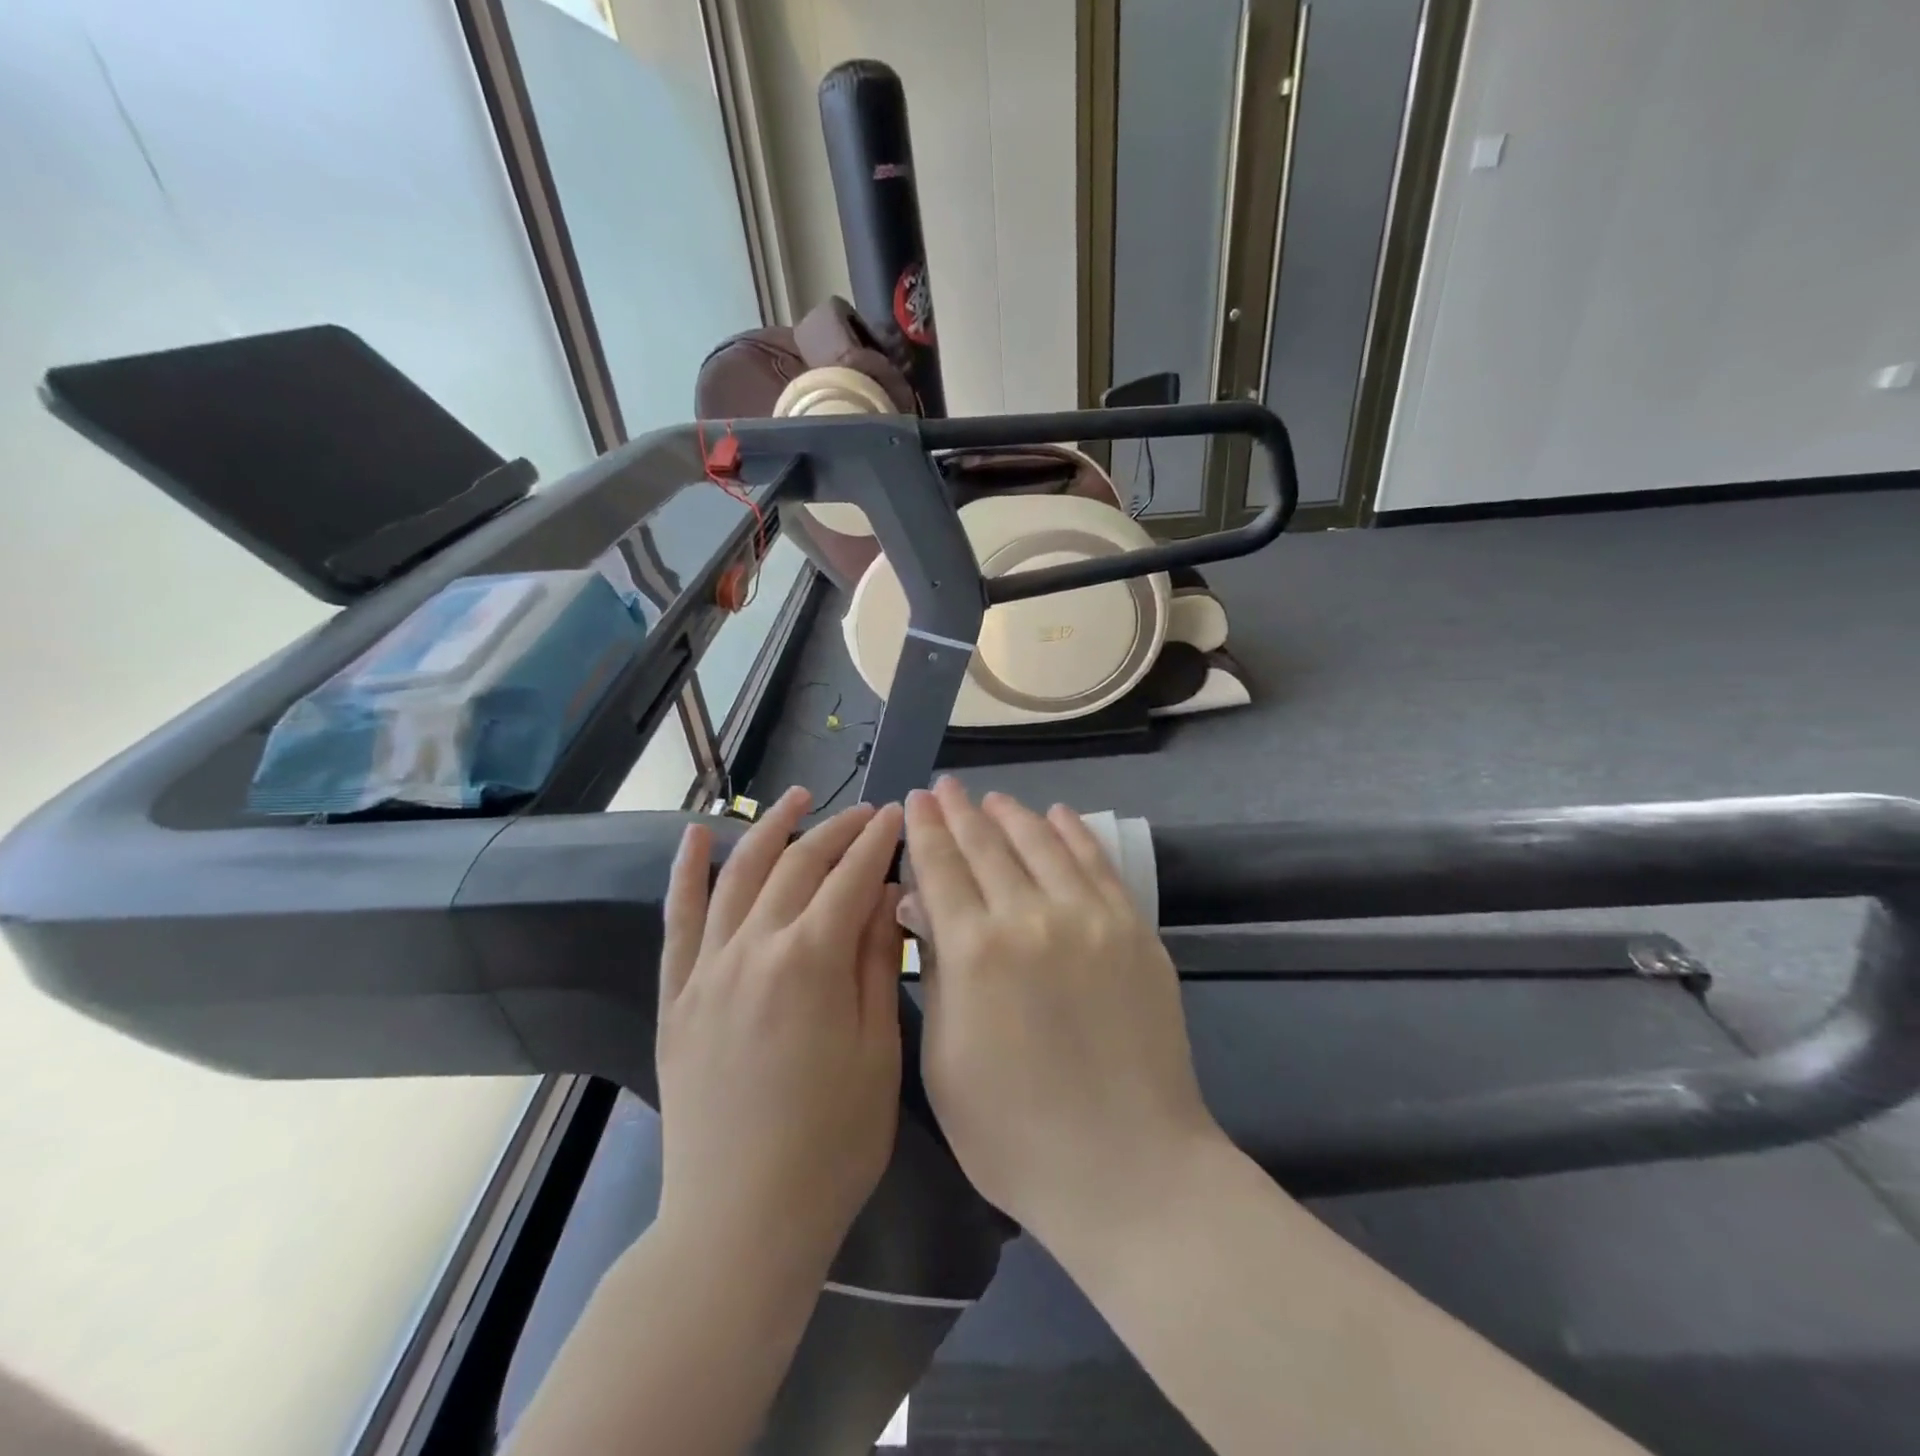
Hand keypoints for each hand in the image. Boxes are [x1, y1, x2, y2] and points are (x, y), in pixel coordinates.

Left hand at [656, 787, 905, 1269]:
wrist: (740, 1221)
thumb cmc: (832, 1143)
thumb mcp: (878, 1052)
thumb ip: (878, 963)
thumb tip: (886, 894)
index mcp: (811, 961)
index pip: (852, 877)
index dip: (878, 841)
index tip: (896, 816)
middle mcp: (754, 948)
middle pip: (799, 865)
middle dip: (837, 830)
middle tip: (865, 812)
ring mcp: (708, 969)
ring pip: (740, 875)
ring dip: (770, 829)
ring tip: (796, 797)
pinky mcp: (677, 996)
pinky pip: (678, 920)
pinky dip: (686, 872)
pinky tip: (696, 836)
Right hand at [904, 779, 1223, 1242]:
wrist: (1128, 1169)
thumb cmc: (1014, 1134)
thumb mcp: (944, 1059)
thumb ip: (933, 971)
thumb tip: (920, 904)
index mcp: (975, 951)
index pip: (942, 867)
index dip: (926, 829)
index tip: (915, 800)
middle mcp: (1031, 916)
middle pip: (988, 845)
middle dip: (961, 811)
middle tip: (945, 786)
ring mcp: (1090, 918)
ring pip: (1043, 843)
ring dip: (1013, 815)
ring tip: (993, 798)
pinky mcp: (1134, 929)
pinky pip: (1097, 864)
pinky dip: (1073, 833)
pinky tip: (1058, 815)